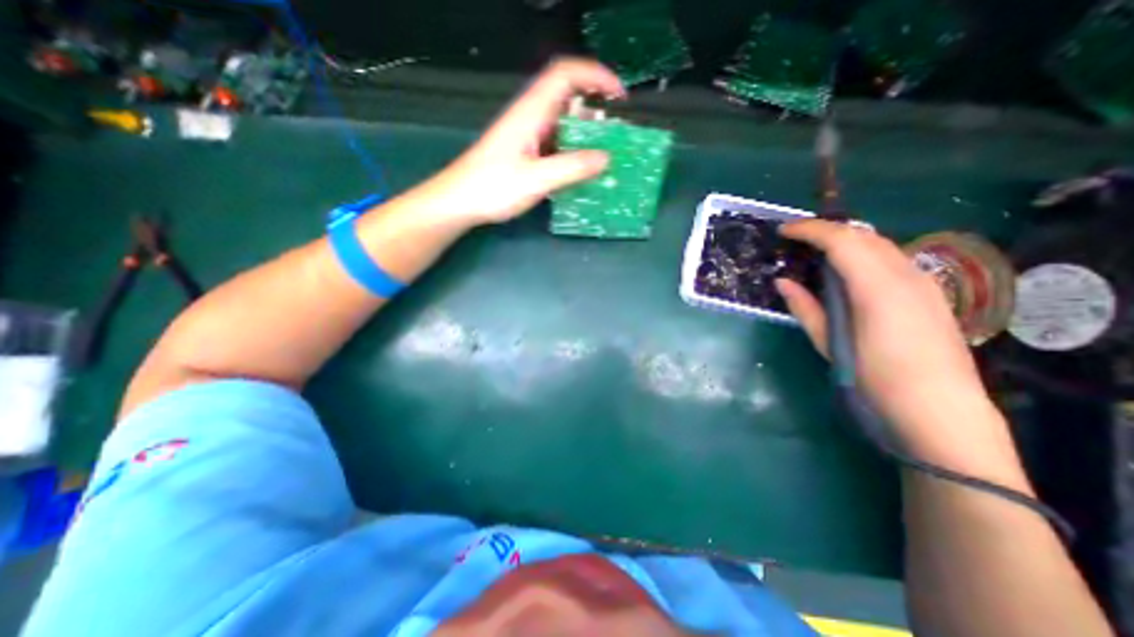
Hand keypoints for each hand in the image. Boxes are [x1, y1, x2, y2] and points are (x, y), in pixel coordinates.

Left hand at [421, 54, 624, 225]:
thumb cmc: (492, 187)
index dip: (595, 76)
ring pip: (562, 123)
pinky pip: (556, 144)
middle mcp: (530, 117)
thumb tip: (606, 157)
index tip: (618, 96)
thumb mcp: (536, 179)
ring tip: (604, 156)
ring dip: (585, 135)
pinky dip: (573, 152)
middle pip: (567, 98)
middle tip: (614, 135)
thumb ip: (571, 168)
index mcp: (531, 112)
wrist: (459, 201)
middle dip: (595, 110)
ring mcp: (527, 135)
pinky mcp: (525, 152)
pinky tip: (581, 171)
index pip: (566, 75)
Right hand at [770, 220, 998, 455]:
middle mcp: (905, 274)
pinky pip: (891, 259)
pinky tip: (847, 271)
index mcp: (877, 287)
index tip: (783, 230)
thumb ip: (805, 307)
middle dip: (827, 230)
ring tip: (816, 252)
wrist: (939, 408)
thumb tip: (782, 281)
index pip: (842, 240)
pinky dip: (863, 254)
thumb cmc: (874, 377)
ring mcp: (922, 282)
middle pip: (863, 235)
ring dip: (845, 240)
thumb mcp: (829, 342)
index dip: (810, 229)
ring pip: (880, 244)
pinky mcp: (928, 292)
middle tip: (796, 240)